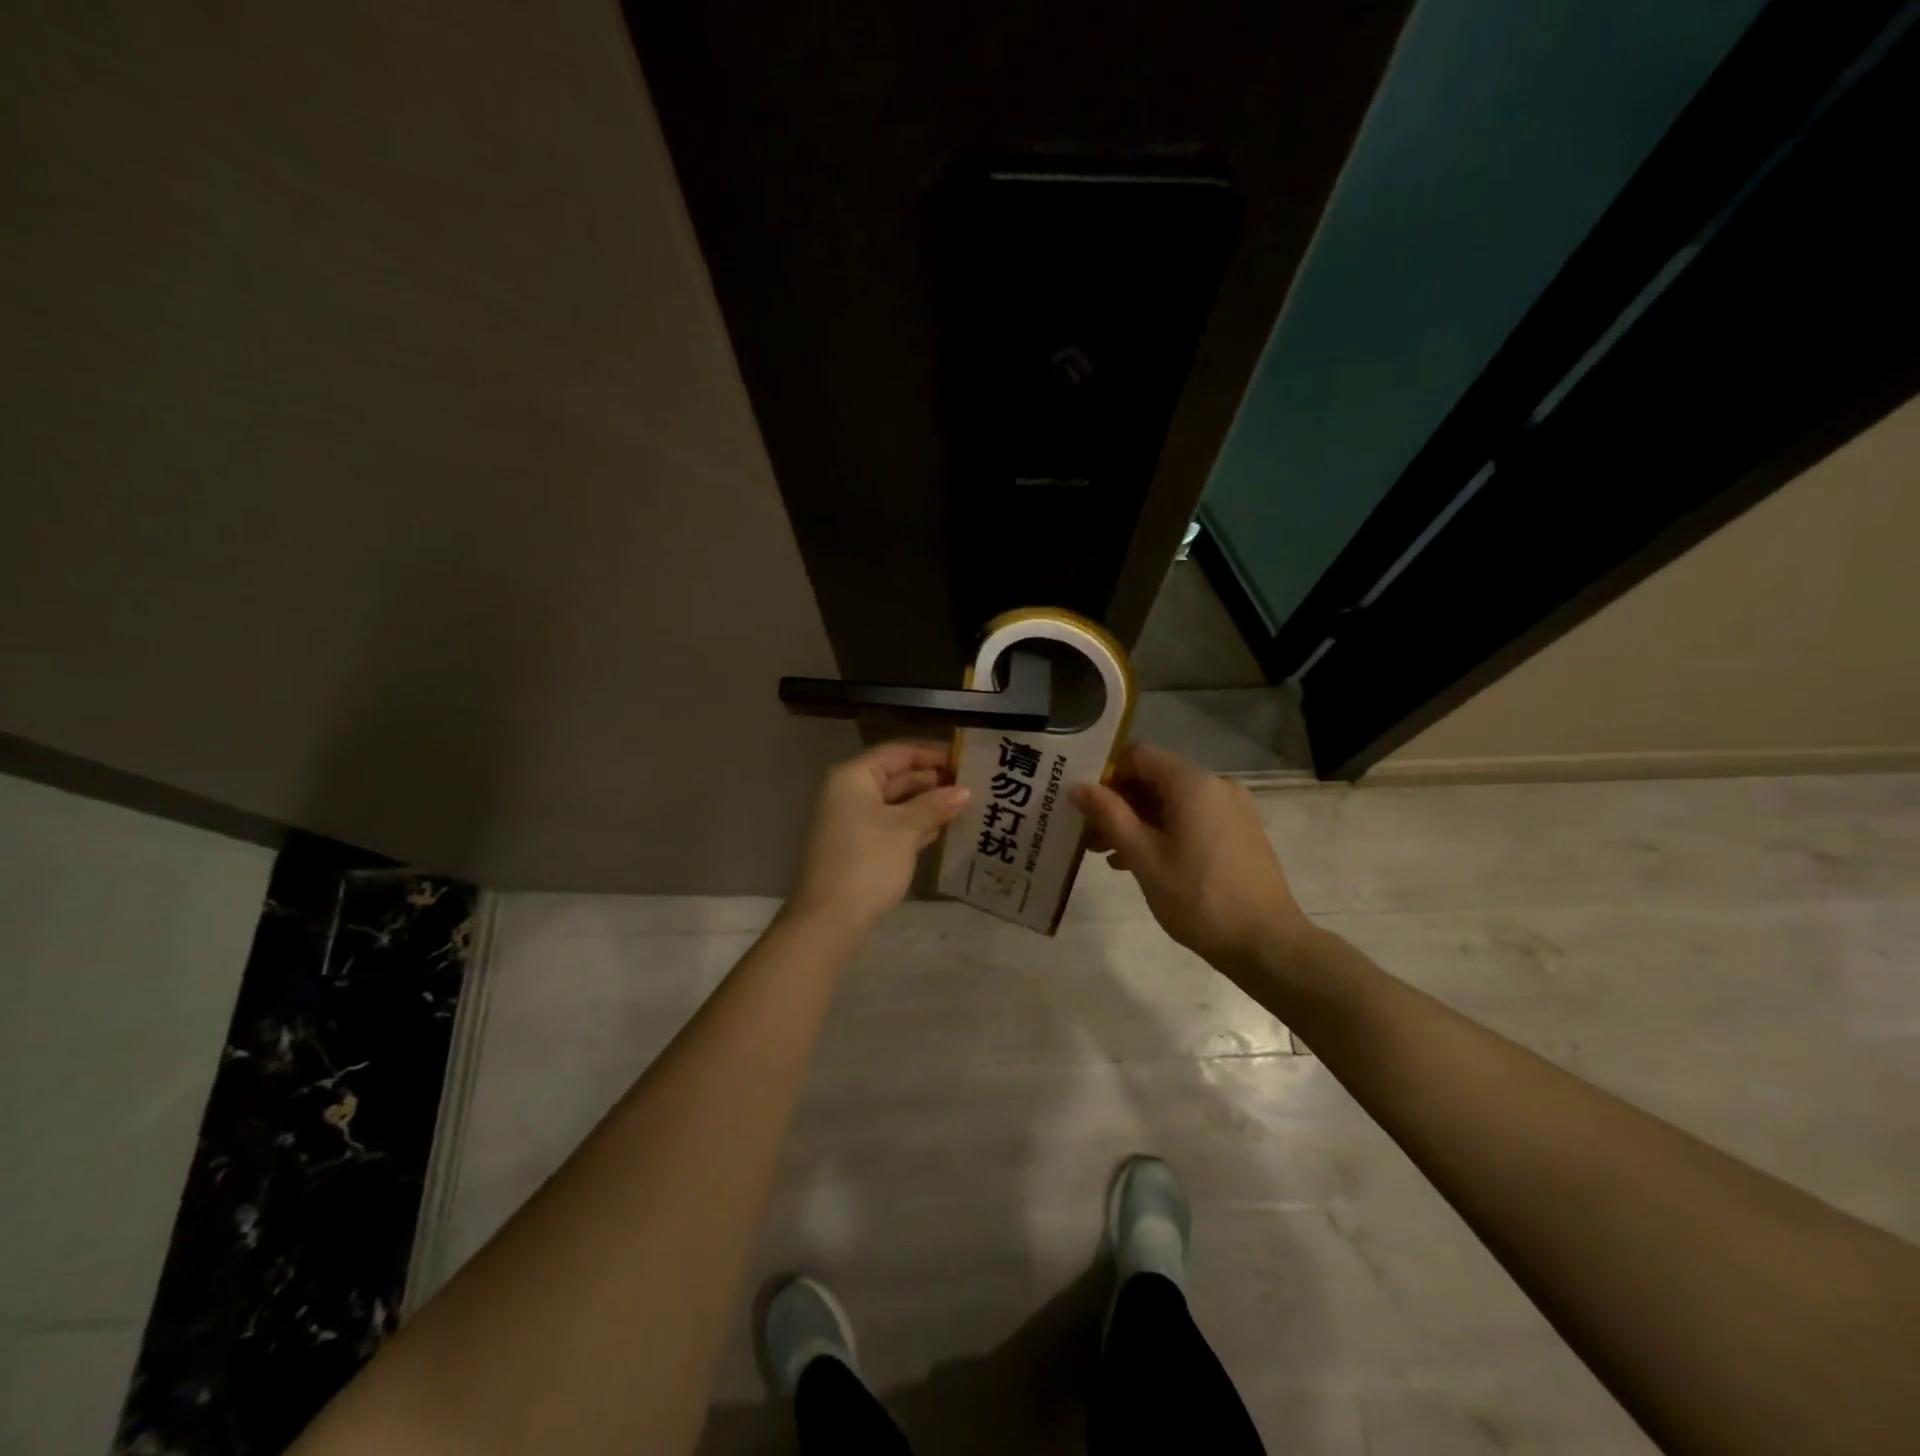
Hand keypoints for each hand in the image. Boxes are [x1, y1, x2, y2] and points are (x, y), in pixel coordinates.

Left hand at [787, 741, 970, 933]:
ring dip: (928, 803)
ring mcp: (852, 821)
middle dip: (933, 781)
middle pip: (897, 776)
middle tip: (973, 785)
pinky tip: (942, 828)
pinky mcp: (859, 846)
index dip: (933, 754)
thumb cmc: (867, 862)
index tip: (966, 759)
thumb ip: (935, 805)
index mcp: (853, 777)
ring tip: (966, 805)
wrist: (829, 918)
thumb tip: (964, 791)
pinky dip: (915, 823)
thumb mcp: (905, 829)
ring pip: (896, 802)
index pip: (898, 752)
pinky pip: (891, 824)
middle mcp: (849, 792)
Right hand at [1072, 741, 1312, 975]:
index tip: (1085, 805)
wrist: (1266, 943)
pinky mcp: (1239, 832)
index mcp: (1193, 784)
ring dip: (1138, 821)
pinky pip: (1192, 818)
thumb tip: (1078, 786)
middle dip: (1119, 803)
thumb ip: (1109, 815)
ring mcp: (1232, 809)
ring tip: (1108, 855)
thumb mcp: (1144, 857)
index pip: (1139, 755)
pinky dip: (1164, 831)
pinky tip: (1142, 862)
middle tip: (1089, 836)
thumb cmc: (1198, 898)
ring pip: (1172, 801)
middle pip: (1155, 778)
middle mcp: (1216, 786)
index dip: (1107, 774)